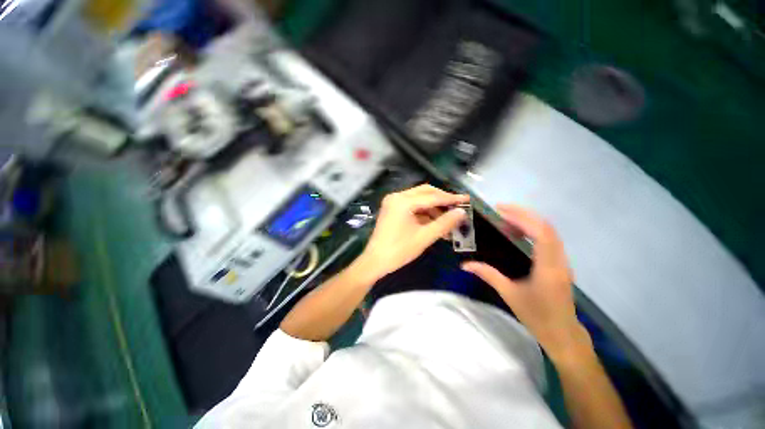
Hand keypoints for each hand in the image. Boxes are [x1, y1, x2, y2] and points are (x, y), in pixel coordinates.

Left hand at [357, 184, 468, 280]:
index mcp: (403, 201)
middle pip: (425, 192)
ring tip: (448, 220)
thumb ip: (444, 223)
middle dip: (442, 200)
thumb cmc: (398, 250)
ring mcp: (393, 202)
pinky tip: (435, 223)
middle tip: (458, 207)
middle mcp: (397, 196)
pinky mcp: (392, 209)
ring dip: (434, 208)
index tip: (466, 199)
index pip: (432, 196)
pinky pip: (412, 206)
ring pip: (419, 199)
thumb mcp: (424, 237)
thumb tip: (461, 213)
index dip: (451, 198)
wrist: (375, 261)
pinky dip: (424, 213)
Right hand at [462, 205, 590, 361]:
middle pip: (547, 227)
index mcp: (547, 268)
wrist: (563, 335)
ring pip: (550, 232)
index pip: (540, 233)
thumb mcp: (509, 295)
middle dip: (523, 214)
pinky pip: (549, 240)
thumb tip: (465, 265)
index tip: (500, 211)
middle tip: (500, 210)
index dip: (522, 218)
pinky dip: (533, 230)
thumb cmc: (537, 316)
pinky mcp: (561, 264)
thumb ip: (488, 275)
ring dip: (529, 221)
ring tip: (506, 220)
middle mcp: (559, 261)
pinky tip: (519, 234)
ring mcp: (563, 261)